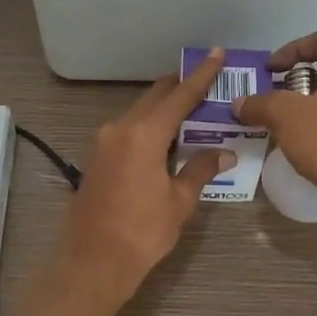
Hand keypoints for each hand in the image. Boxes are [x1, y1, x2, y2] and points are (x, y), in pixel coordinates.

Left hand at [57, 49, 234, 297]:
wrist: (93, 262)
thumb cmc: (142, 232)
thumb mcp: (179, 201)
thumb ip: (200, 170)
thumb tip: (223, 153)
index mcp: (144, 134)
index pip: (179, 96)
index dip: (201, 75)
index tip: (216, 54)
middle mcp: (120, 129)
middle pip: (155, 98)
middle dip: (180, 88)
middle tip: (208, 83)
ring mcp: (103, 142)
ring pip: (139, 113)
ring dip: (164, 110)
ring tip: (192, 112)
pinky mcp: (96, 158)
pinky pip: (127, 131)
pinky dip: (149, 128)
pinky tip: (166, 140)